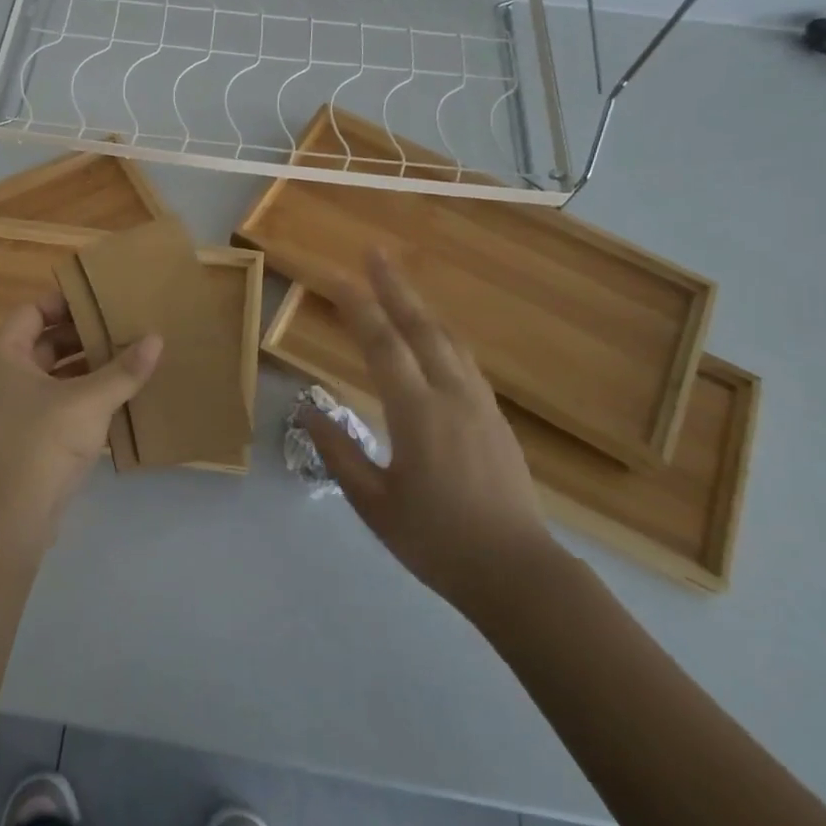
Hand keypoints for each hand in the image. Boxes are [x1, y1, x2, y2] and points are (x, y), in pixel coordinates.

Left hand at [0, 292, 160, 539]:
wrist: (11, 515)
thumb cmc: (42, 442)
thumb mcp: (89, 401)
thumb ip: (124, 370)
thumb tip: (157, 338)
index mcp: (4, 356)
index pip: (32, 311)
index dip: (64, 303)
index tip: (101, 301)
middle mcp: (2, 376)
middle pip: (44, 342)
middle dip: (82, 335)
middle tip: (122, 326)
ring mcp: (11, 408)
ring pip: (52, 374)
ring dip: (85, 366)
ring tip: (126, 357)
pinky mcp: (25, 435)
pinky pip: (55, 401)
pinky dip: (81, 394)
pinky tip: (116, 395)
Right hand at [299, 249, 555, 618]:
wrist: (517, 573)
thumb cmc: (437, 541)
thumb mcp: (374, 503)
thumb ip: (338, 452)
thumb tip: (308, 410)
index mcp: (417, 413)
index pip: (382, 344)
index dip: (357, 306)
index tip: (335, 276)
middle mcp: (451, 395)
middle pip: (420, 326)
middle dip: (394, 286)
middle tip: (374, 252)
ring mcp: (479, 404)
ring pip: (448, 339)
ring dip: (420, 306)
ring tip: (400, 283)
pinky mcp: (496, 418)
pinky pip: (464, 360)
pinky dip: (441, 335)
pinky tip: (434, 337)